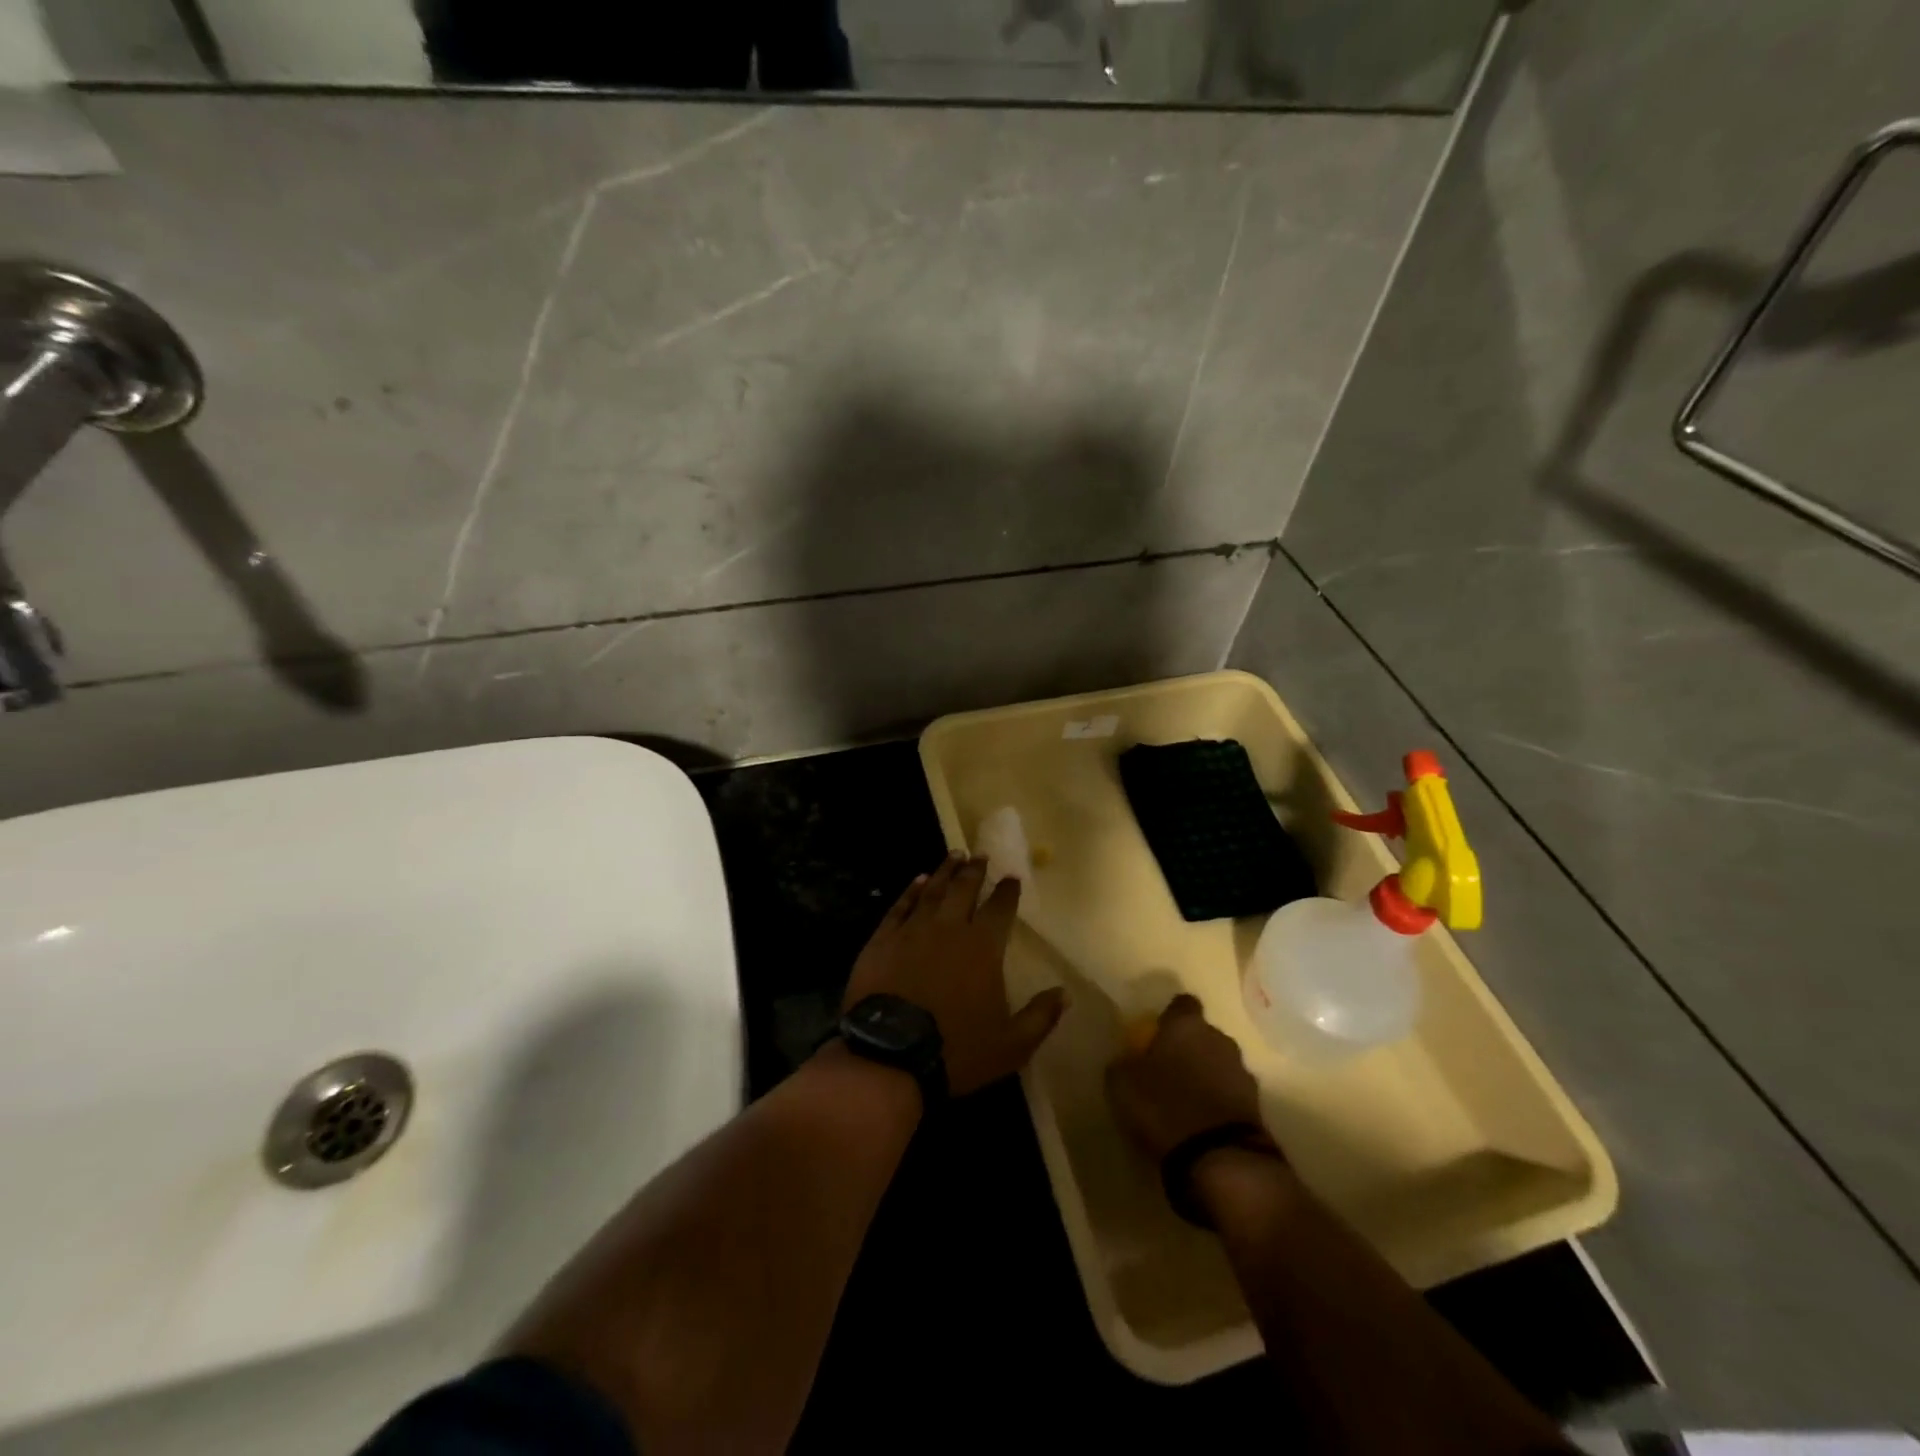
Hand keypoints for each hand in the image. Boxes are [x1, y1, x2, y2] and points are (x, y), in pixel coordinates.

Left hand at [842, 854, 1066, 1096]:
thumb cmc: (956, 1050)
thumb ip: (1041, 1017)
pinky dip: (911, 890)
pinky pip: (900, 906)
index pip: (1000, 908)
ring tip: (954, 854)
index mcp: (983, 947)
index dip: (1007, 891)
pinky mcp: (882, 939)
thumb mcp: (1011, 1045)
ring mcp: (912, 930)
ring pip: (933, 891)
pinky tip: (918, 880)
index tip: (1012, 877)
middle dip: (975, 870)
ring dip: (946, 871)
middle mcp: (949, 928)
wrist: (890, 1056)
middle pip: (964, 889)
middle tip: (980, 854)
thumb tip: (1065, 993)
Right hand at [1105, 995, 1270, 1161]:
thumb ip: (1124, 1063)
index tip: (1157, 1034)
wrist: (1220, 1158)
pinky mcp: (1256, 1106)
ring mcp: (1242, 1072)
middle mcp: (1219, 1039)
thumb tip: (1128, 1059)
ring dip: (1206, 1076)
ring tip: (1186, 1100)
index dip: (1169, 1017)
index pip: (1182, 1004)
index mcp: (1186, 1025)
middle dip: (1189, 1048)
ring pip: (1219, 1063)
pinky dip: (1218, 1102)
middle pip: (1202, 1035)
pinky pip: (1231, 1093)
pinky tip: (1202, 1121)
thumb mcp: (1122, 1084)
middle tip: (1167, 1070)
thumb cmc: (1164, 1107)